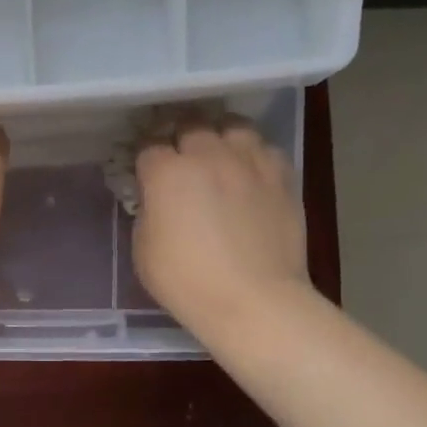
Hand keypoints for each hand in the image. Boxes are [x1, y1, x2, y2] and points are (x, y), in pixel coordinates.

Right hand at [133, 112, 306, 342]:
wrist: (254, 301)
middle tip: (180, 159)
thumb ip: (148, 213)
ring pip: (232, 127)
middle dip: (180, 138)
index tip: (145, 172)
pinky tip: (249, 172)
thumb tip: (156, 200)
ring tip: (218, 154)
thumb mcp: (143, 250)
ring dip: (220, 137)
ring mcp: (249, 162)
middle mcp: (208, 155)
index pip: (149, 146)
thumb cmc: (187, 282)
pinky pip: (265, 149)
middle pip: (190, 125)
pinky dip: (253, 155)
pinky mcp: (283, 177)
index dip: (145, 158)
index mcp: (167, 172)